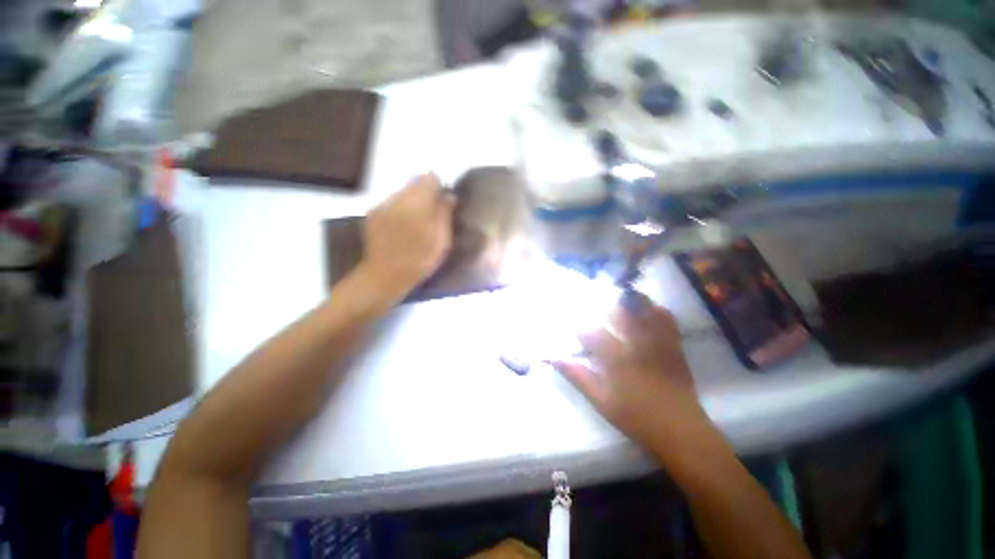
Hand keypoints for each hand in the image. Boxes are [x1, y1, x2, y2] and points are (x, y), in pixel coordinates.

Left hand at [362, 173, 454, 295]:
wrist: (385, 275)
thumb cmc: (420, 258)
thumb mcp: (442, 239)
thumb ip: (445, 213)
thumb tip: (449, 195)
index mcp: (418, 201)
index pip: (430, 178)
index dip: (439, 187)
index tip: (443, 202)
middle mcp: (398, 196)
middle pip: (414, 183)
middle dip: (425, 194)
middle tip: (432, 215)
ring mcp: (382, 205)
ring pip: (402, 194)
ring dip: (412, 203)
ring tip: (416, 224)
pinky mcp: (373, 214)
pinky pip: (391, 204)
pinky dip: (399, 211)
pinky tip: (401, 229)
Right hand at [552, 293, 707, 450]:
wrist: (681, 430)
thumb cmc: (635, 417)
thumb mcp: (600, 400)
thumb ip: (577, 376)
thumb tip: (553, 358)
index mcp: (616, 357)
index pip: (591, 332)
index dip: (578, 326)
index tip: (572, 325)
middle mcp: (636, 343)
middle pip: (616, 312)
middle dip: (602, 306)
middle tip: (593, 304)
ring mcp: (657, 342)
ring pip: (643, 310)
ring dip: (629, 300)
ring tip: (618, 296)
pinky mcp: (674, 345)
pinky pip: (666, 319)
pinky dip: (655, 309)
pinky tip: (647, 308)